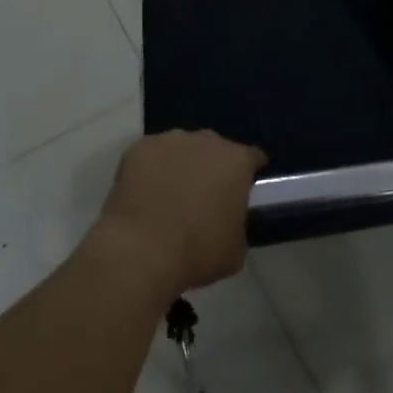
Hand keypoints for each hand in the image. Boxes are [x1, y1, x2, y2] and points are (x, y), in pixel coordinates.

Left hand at [93, 129, 264, 298]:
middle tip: (204, 196)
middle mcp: (207, 141)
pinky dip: (151, 169)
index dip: (250, 173)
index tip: (244, 189)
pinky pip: (151, 155)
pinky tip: (144, 192)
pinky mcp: (139, 148)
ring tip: (170, 194)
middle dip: (213, 167)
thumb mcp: (236, 249)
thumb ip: (238, 225)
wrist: (141, 251)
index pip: (253, 157)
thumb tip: (229, 221)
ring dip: (181, 165)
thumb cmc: (197, 251)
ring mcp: (171, 140)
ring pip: (182, 148)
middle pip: (216, 148)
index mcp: (237, 161)